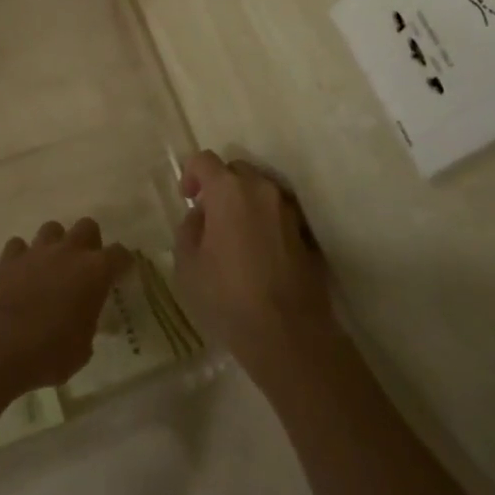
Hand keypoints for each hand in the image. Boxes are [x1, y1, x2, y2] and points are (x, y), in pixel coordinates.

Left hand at [0, 218, 129, 393]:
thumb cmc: (50, 353)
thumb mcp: (83, 348)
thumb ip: (88, 324)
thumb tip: (84, 320)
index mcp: (95, 272)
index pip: (119, 254)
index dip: (123, 262)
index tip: (122, 273)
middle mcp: (68, 252)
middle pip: (87, 226)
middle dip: (90, 242)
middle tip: (85, 266)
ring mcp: (37, 251)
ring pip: (52, 228)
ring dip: (55, 244)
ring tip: (52, 266)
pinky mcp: (8, 258)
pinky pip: (19, 245)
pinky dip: (22, 256)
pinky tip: (21, 273)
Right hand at [174, 151, 341, 382]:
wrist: (287, 334)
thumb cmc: (226, 295)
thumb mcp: (187, 263)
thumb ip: (190, 228)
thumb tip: (202, 216)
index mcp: (228, 190)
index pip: (204, 160)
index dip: (190, 174)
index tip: (187, 198)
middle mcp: (262, 190)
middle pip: (237, 170)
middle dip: (220, 185)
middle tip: (210, 216)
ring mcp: (289, 211)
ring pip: (261, 191)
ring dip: (245, 204)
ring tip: (235, 236)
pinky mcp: (307, 235)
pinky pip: (279, 215)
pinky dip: (265, 223)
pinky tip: (258, 253)